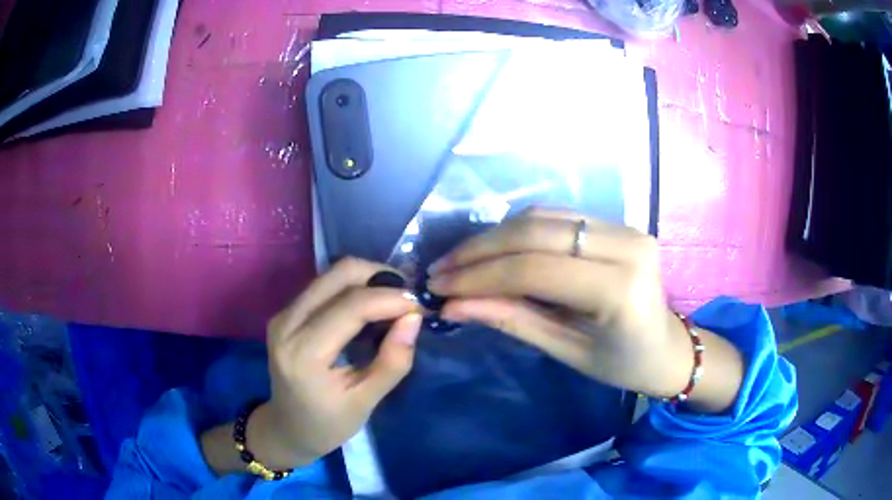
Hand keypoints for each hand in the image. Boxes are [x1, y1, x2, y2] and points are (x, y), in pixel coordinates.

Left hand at [202, 258, 421, 472]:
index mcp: (305, 353)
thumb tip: (413, 318)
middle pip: (339, 274)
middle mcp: (288, 324)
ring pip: (331, 274)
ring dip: (367, 279)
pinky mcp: (285, 313)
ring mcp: (283, 315)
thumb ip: (393, 361)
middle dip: (379, 277)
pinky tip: (369, 307)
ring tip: (393, 302)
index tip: (421, 306)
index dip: (391, 299)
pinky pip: (323, 285)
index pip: (352, 306)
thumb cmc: (328, 424)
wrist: (287, 428)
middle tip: (407, 299)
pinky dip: (352, 287)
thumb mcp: (366, 402)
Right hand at [428, 208, 742, 411]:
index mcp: (620, 289)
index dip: (480, 276)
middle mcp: (626, 245)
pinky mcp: (619, 223)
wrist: (669, 348)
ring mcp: (625, 227)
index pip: (535, 269)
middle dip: (479, 250)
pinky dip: (518, 231)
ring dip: (494, 236)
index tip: (439, 287)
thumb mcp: (566, 351)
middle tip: (442, 270)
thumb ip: (512, 320)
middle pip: (535, 232)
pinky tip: (495, 250)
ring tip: (461, 261)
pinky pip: (557, 217)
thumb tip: (453, 305)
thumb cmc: (623, 364)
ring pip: (542, 216)